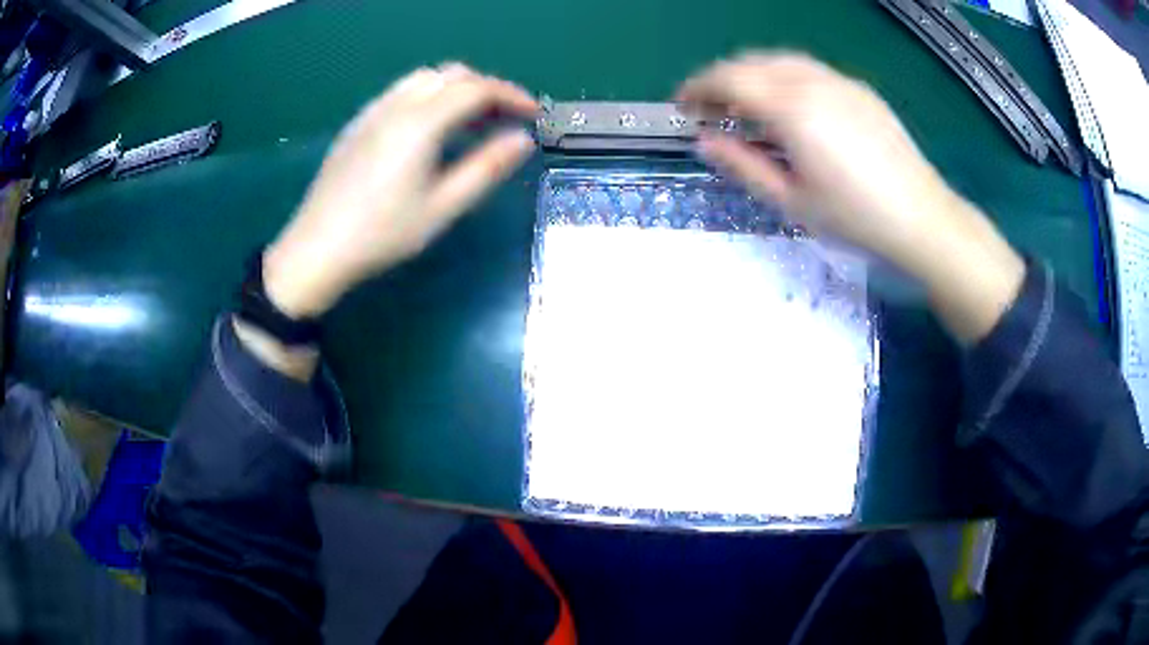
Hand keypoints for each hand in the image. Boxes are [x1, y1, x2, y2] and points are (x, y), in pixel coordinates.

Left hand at [263, 63, 538, 318]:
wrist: (317, 249)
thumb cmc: (383, 233)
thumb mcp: (443, 207)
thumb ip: (486, 168)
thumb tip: (522, 140)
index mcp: (420, 122)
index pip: (476, 89)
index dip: (511, 95)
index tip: (533, 113)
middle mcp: (396, 105)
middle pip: (452, 75)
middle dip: (486, 88)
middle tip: (505, 119)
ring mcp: (373, 111)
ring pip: (425, 79)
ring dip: (457, 89)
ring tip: (472, 121)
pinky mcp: (358, 124)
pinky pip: (402, 92)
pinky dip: (430, 96)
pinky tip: (431, 128)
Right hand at [678, 52, 957, 265]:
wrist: (923, 219)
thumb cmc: (856, 219)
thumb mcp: (792, 201)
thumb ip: (743, 165)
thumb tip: (704, 142)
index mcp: (792, 109)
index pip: (728, 79)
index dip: (697, 88)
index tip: (683, 106)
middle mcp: (813, 82)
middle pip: (751, 62)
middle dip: (721, 79)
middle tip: (710, 109)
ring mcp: (840, 82)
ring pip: (780, 61)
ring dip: (752, 75)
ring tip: (746, 106)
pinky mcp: (860, 90)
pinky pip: (809, 70)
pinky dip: (783, 78)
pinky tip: (789, 107)